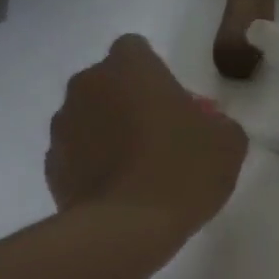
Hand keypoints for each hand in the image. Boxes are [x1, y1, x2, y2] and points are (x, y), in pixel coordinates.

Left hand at [46, 36, 246, 235]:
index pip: (136, 49)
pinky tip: (115, 193)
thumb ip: (217, 122)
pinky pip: (76, 154)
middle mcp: (87, 85)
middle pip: (108, 83)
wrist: (126, 229)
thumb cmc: (181, 171)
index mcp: (129, 67)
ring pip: (88, 117)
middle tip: (157, 137)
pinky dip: (91, 165)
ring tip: (135, 170)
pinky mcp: (51, 165)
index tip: (172, 104)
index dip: (154, 75)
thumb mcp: (227, 143)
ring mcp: (62, 125)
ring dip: (106, 132)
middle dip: (127, 102)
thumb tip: (207, 125)